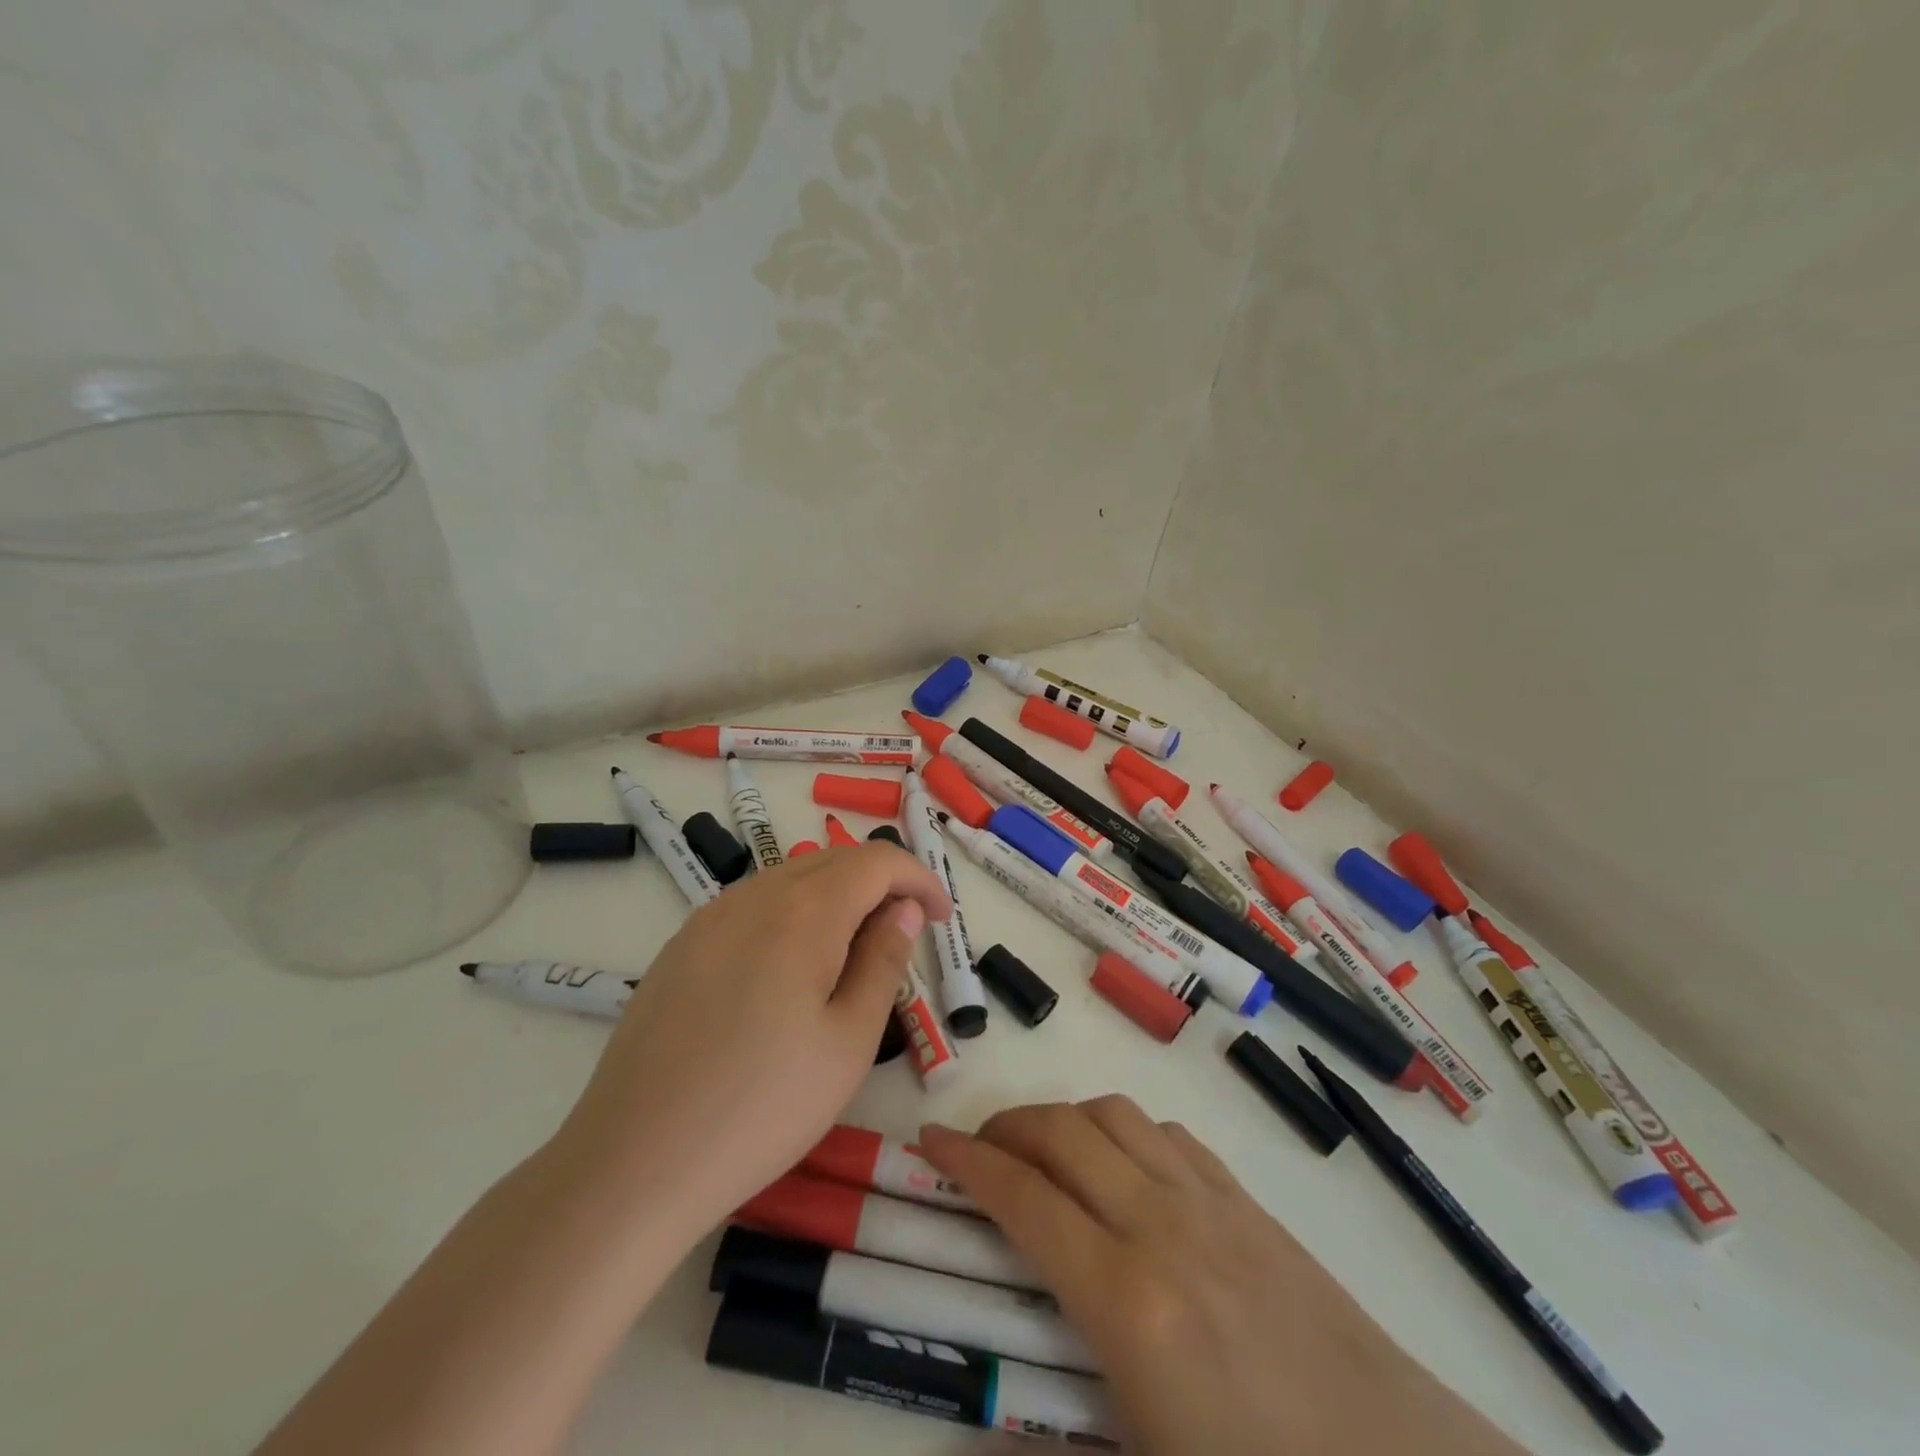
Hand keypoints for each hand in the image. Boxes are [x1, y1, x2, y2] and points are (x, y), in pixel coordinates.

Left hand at [552, 843, 949, 1250]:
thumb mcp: (849, 1040)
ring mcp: (709, 917)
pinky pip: (752, 906)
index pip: (877, 861)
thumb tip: (902, 908)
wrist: (633, 1162)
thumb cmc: (763, 1107)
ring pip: (791, 879)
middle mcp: (754, 895)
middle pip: (833, 861)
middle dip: (880, 885)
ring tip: (851, 955)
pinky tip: (789, 971)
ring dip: (835, 898)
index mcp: (803, 911)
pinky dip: (791, 915)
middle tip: (904, 935)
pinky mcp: (680, 946)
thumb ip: (883, 960)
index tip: (941, 919)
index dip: (919, 879)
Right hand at [918, 1099, 1524, 1455]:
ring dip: (1064, 1118)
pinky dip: (1124, 1131)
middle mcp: (1159, 1225)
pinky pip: (1166, 1134)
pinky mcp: (1246, 1200)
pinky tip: (1123, 1167)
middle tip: (977, 1146)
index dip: (967, 1163)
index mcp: (1125, 1301)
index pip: (1022, 1199)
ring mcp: (1208, 1202)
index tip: (930, 1141)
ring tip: (1043, 1150)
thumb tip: (975, 1446)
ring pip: (1113, 1116)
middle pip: (1062, 1134)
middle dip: (1007, 1126)